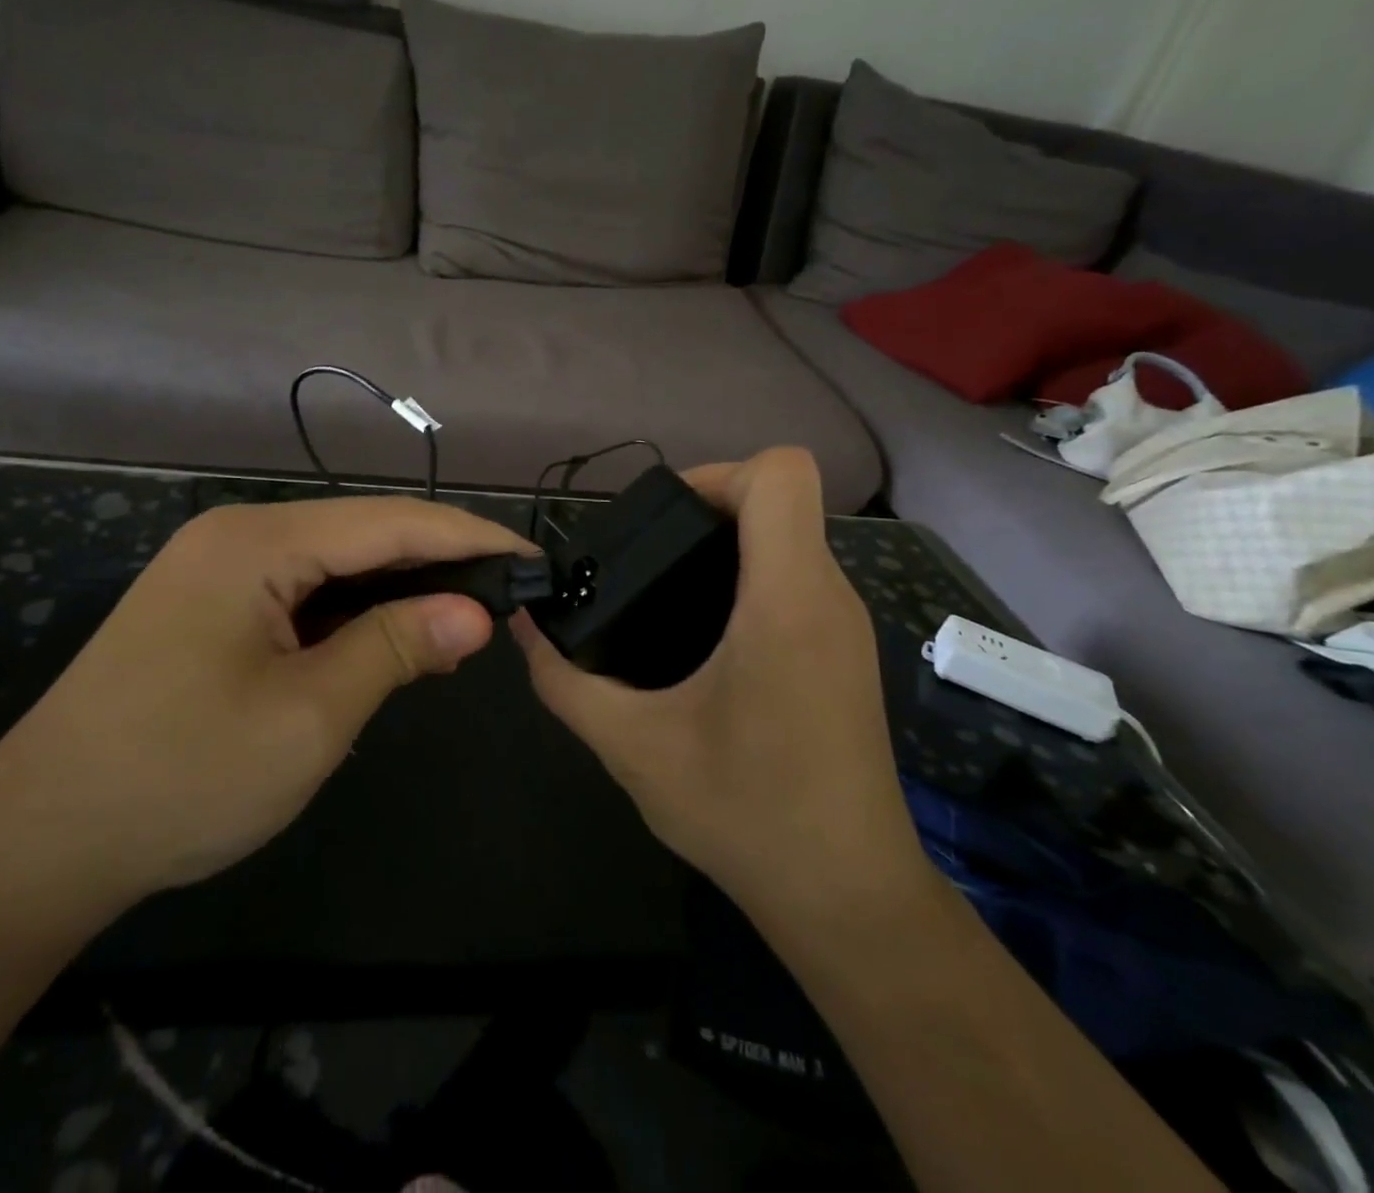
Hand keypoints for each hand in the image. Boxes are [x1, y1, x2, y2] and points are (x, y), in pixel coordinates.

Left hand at [0, 496, 533, 918]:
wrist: (36, 845)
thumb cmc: (180, 778)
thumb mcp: (309, 716)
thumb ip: (397, 647)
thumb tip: (478, 612)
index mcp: (257, 543)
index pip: (391, 523)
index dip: (470, 539)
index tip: (533, 559)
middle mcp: (237, 536)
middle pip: (364, 533)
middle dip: (440, 560)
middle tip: (509, 593)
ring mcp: (218, 568)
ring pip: (336, 562)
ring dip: (400, 587)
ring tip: (466, 616)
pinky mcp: (210, 605)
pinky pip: (304, 590)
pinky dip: (356, 609)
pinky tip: (392, 633)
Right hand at [513, 447, 934, 927]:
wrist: (848, 899)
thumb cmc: (746, 814)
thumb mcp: (632, 746)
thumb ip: (565, 680)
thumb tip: (525, 627)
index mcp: (787, 599)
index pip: (781, 474)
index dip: (716, 474)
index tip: (662, 521)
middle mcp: (828, 595)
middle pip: (779, 500)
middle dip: (706, 511)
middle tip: (644, 560)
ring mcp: (847, 624)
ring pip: (789, 539)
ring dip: (727, 548)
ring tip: (663, 598)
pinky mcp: (847, 653)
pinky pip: (798, 580)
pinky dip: (750, 581)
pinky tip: (704, 640)